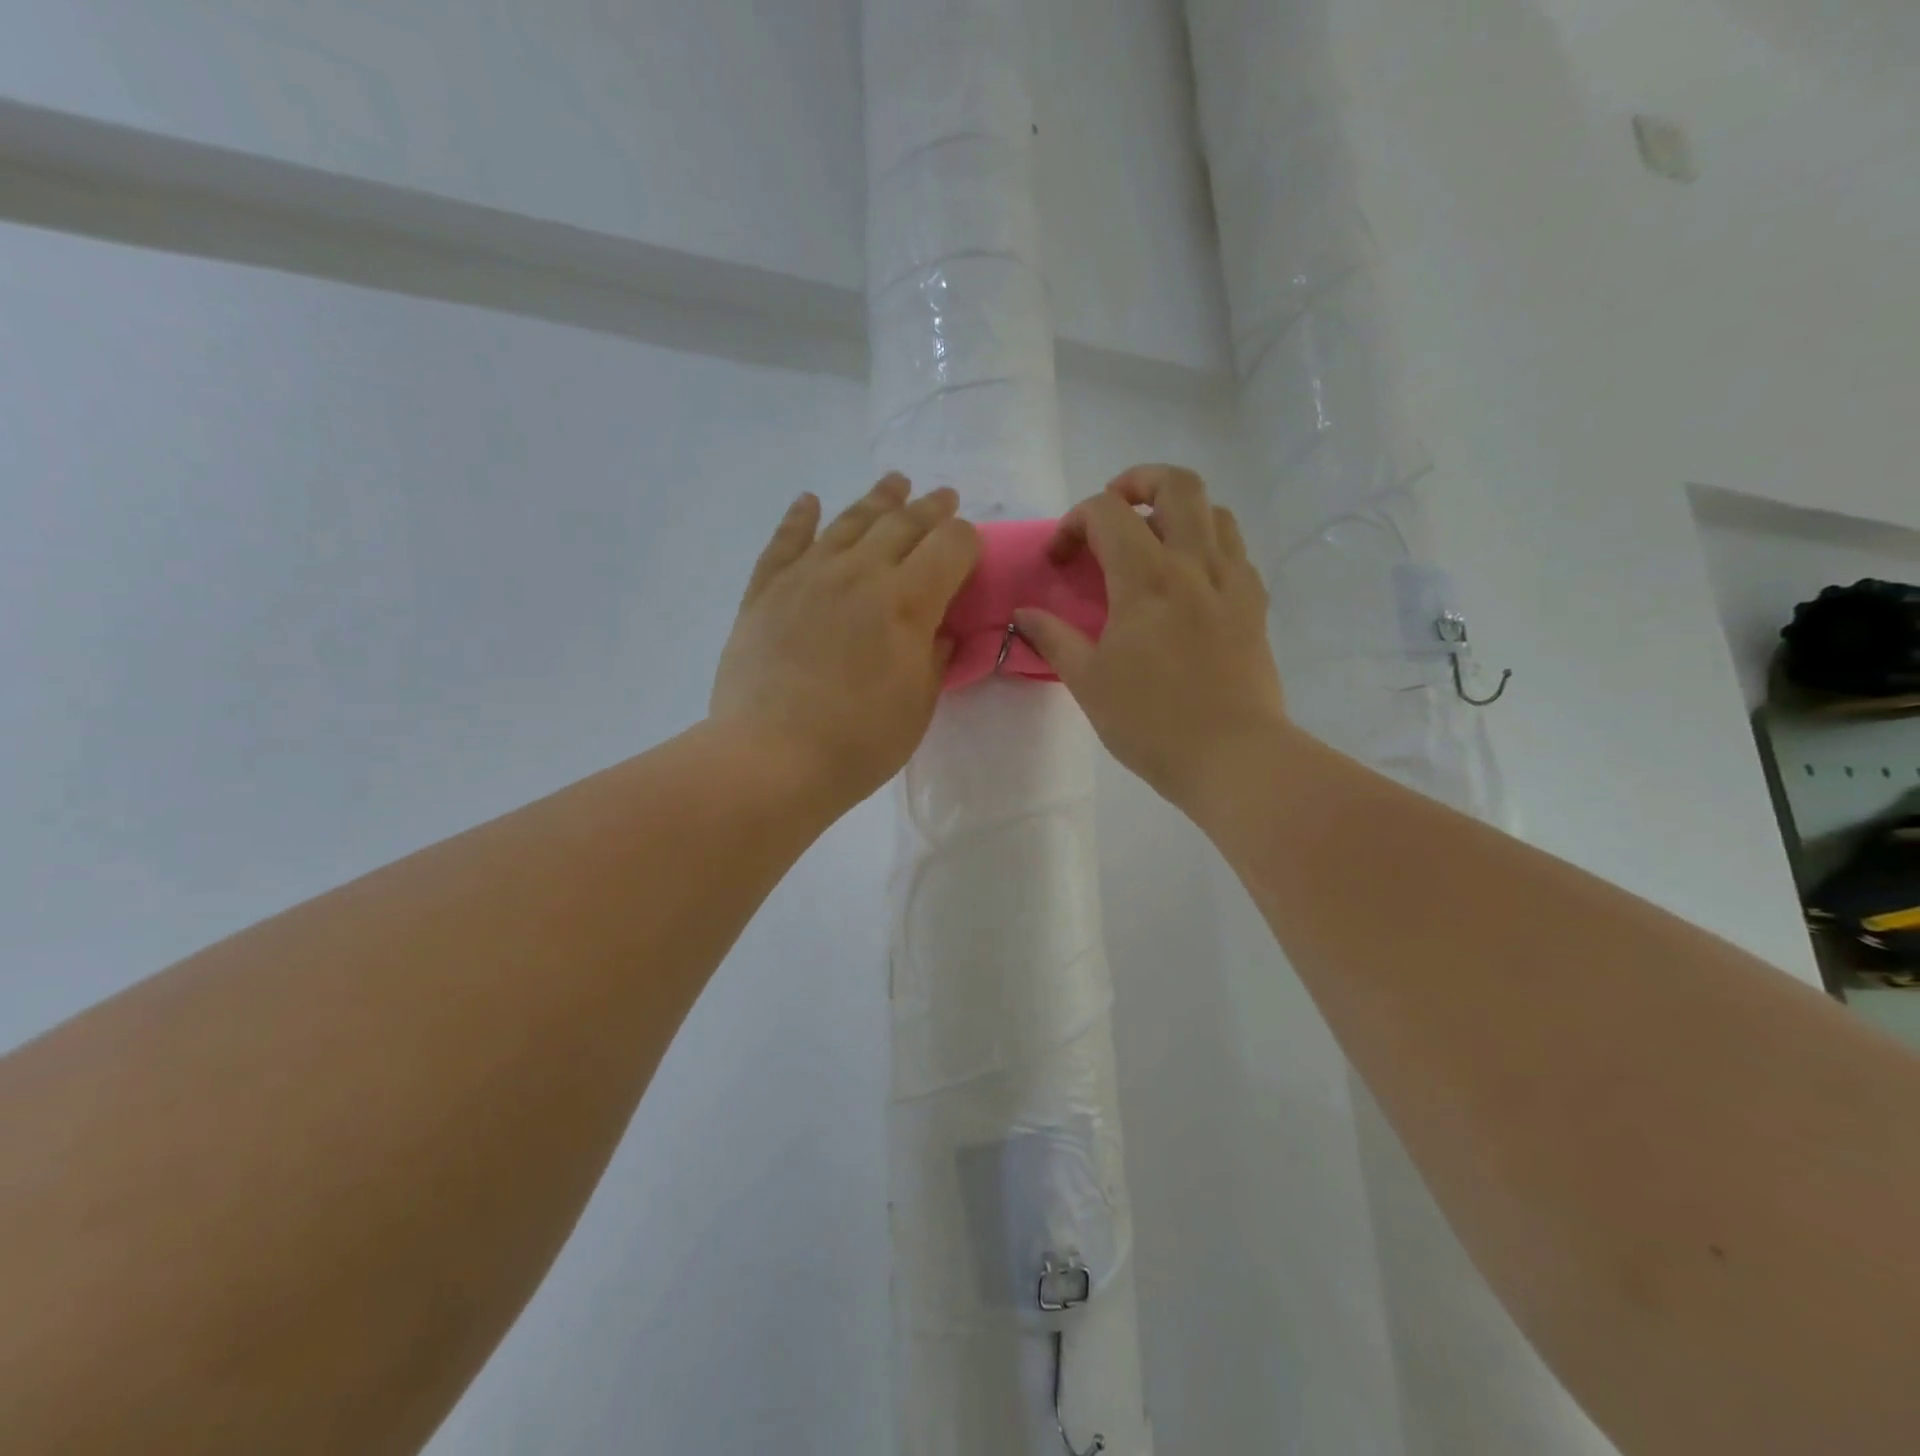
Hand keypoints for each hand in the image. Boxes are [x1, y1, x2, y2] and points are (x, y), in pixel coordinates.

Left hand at [710, 474, 979, 810]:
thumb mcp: (918, 705)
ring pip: (849, 521)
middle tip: (944, 497)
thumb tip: (939, 630)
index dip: (966, 540)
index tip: (970, 548)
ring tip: (895, 482)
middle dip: (930, 508)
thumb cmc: (859, 742)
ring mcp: (808, 575)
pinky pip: (786, 541)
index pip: (950, 545)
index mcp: (908, 600)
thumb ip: (934, 658)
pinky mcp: (766, 590)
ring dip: (877, 499)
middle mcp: (860, 572)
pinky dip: (800, 517)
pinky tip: (810, 501)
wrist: (772, 757)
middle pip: (903, 523)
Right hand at [1014, 465, 1286, 814]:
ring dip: (1178, 511)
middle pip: (1177, 484)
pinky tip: (1189, 582)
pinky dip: (1208, 546)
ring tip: (1153, 542)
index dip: (1074, 522)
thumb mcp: (1088, 682)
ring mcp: (1232, 581)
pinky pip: (1235, 551)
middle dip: (1138, 481)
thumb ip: (1054, 638)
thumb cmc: (1151, 722)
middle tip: (1113, 511)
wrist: (1232, 756)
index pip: (1107, 512)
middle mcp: (1194, 564)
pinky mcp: (1255, 605)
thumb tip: (1024, 614)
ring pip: (1214, 510)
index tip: (1060, 560)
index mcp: (1146, 578)